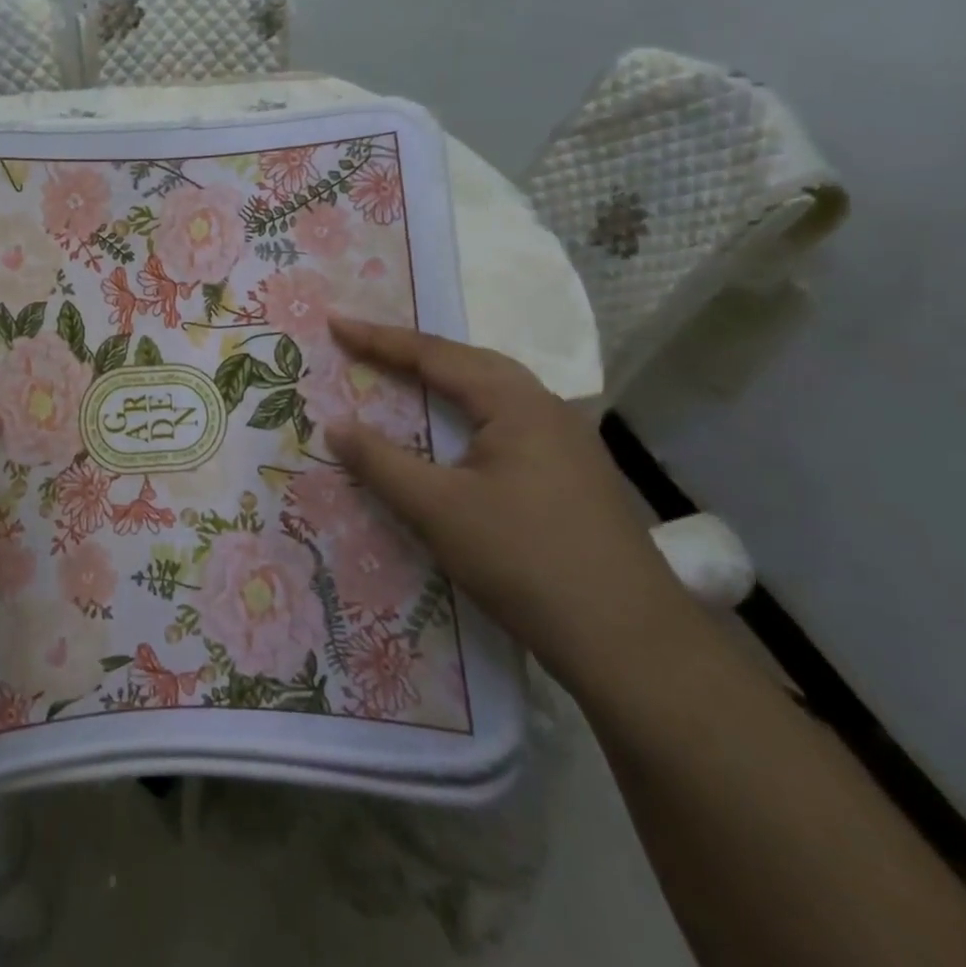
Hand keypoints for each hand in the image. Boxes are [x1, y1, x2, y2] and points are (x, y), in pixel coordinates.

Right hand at [323, 316, 696, 687]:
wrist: (630, 643)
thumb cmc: (524, 561)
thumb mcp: (437, 510)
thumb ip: (381, 463)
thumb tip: (335, 425)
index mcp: (516, 404)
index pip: (435, 356)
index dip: (380, 339)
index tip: (336, 323)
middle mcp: (547, 409)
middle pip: (470, 362)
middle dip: (414, 351)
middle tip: (365, 344)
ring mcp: (568, 442)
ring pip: (494, 391)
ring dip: (445, 378)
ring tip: (404, 374)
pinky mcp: (574, 474)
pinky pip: (508, 420)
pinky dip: (468, 410)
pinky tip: (457, 430)